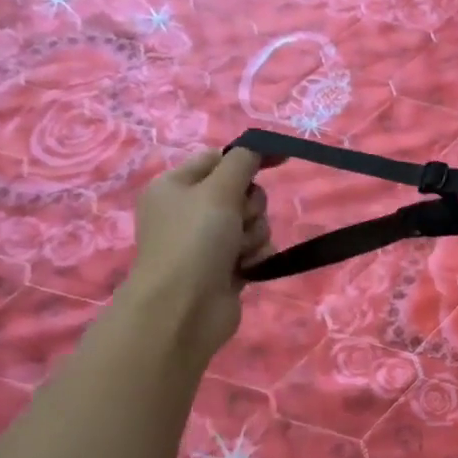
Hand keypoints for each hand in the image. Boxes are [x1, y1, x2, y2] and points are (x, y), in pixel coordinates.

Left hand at [119, 147, 272, 365]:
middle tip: (237, 220)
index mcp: (176, 185)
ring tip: (237, 252)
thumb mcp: (218, 189)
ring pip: (253, 222)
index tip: (281, 159)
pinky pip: (255, 249)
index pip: (219, 158)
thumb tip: (255, 147)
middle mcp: (190, 211)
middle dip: (250, 206)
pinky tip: (244, 268)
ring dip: (254, 234)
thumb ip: (242, 162)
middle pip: (242, 191)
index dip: (249, 158)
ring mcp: (207, 241)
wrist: (183, 309)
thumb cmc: (194, 240)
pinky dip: (255, 256)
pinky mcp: (225, 268)